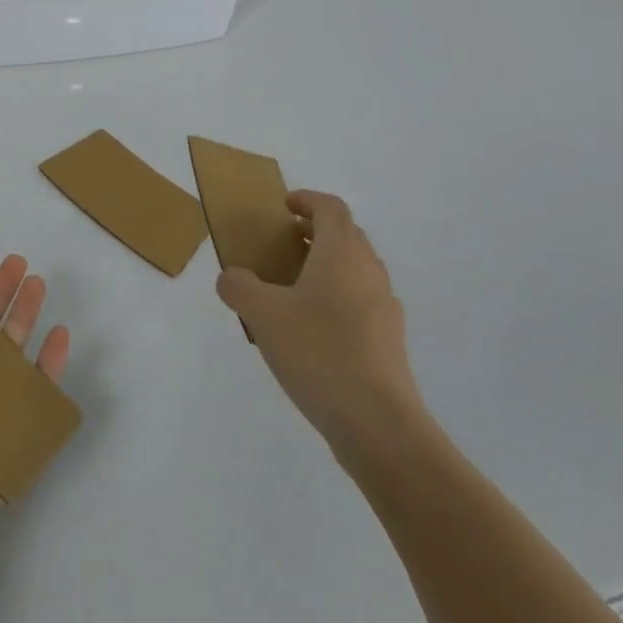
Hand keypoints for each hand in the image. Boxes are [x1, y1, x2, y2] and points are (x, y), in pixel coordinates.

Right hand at [216, 190, 423, 469]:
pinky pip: (363, 304)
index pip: (331, 208)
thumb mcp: (262, 315)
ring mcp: (385, 308)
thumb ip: (239, 287)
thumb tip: (232, 277)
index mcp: (341, 254)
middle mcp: (369, 272)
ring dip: (329, 267)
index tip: (285, 207)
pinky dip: (339, 301)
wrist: (377, 423)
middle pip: (348, 236)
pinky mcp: (390, 342)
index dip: (308, 200)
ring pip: (357, 271)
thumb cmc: (318, 352)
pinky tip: (315, 332)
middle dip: (317, 232)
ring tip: (295, 289)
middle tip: (285, 244)